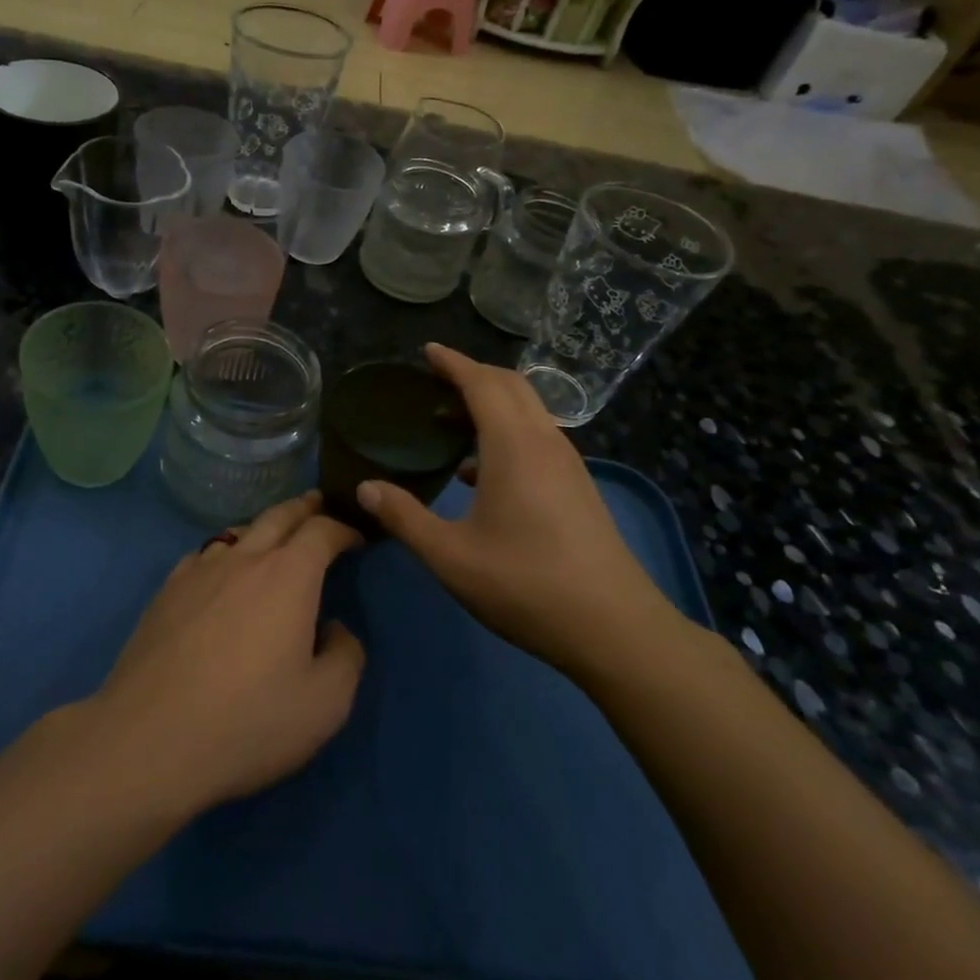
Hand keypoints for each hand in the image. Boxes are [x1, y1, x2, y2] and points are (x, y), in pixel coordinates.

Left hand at [88, 493, 364, 815]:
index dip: (344, 529)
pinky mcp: (166, 590)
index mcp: (289, 576)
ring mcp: (200, 570)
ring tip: (274, 535)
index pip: (322, 531)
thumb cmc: (248, 721)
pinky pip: (204, 554)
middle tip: (318, 503)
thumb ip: (346, 656)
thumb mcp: (325, 704)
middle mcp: (245, 558)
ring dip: (264, 526)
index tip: (356, 539)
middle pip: (279, 515)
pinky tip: (220, 570)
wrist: (150, 738)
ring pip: (239, 530)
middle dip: (304, 507)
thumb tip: (335, 629)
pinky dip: (224, 551)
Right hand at [356, 344, 686, 679]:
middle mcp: (544, 442)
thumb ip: (405, 517)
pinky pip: (537, 437)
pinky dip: (506, 431)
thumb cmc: (526, 585)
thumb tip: (365, 488)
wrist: (615, 628)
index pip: (482, 383)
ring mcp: (567, 464)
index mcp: (513, 445)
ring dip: (492, 402)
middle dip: (473, 374)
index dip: (453, 362)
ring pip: (528, 411)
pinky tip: (479, 470)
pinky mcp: (577, 486)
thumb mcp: (451, 557)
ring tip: (450, 419)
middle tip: (434, 380)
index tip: (427, 350)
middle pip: (511, 386)